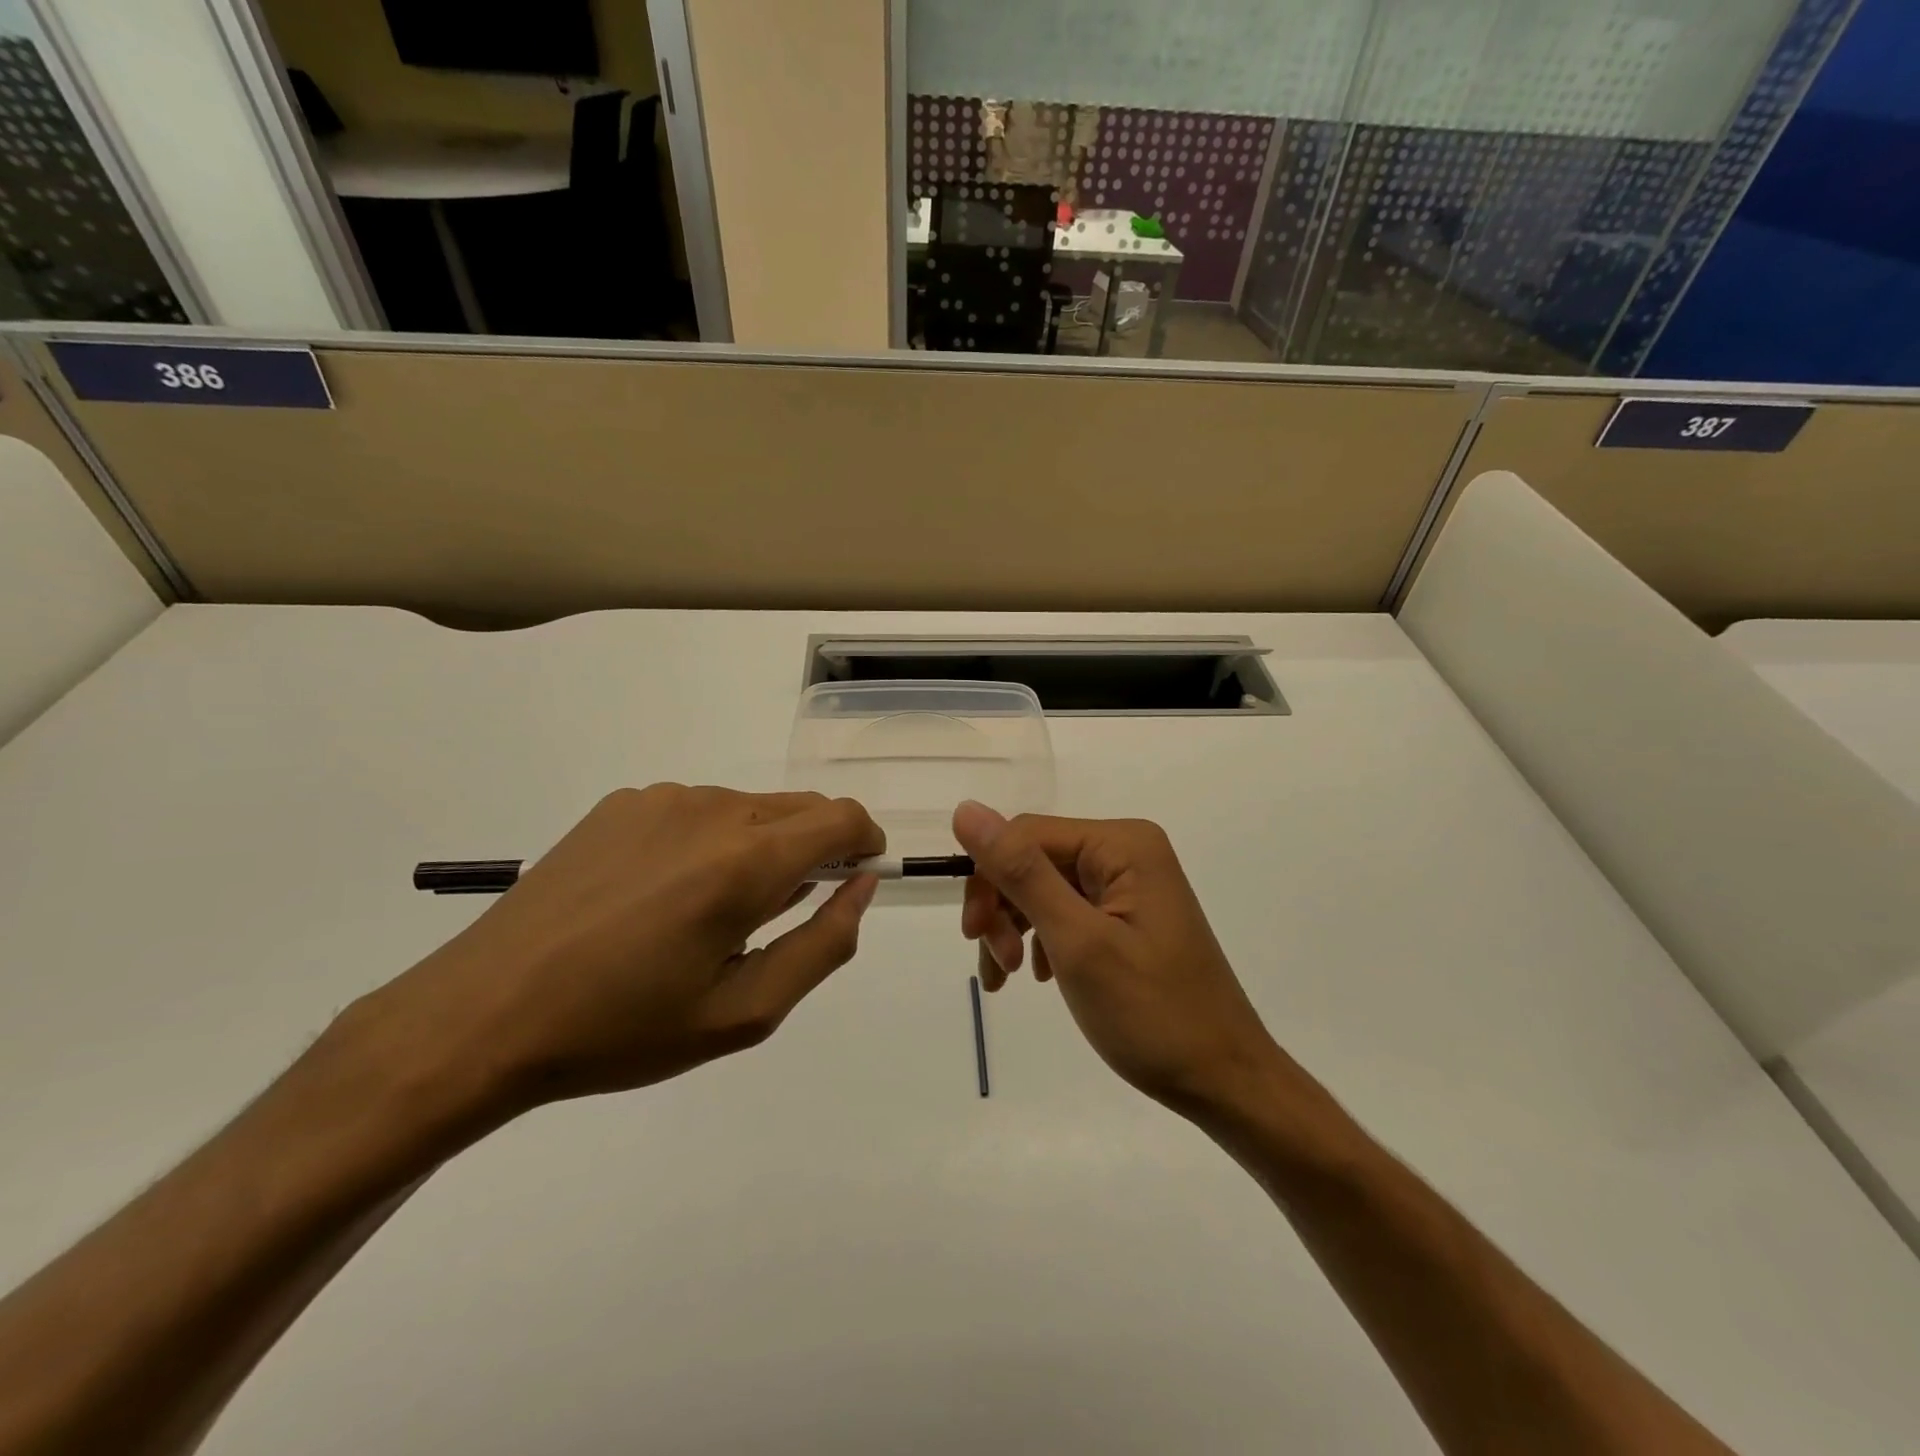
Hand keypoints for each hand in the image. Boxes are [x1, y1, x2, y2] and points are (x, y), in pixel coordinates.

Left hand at [365, 786, 884, 1114]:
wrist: (484, 1014)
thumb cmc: (623, 1028)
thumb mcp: (743, 1014)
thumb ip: (823, 944)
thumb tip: (861, 887)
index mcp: (745, 860)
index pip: (843, 817)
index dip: (864, 842)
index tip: (854, 879)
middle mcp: (711, 809)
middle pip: (802, 807)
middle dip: (816, 849)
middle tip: (777, 915)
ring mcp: (662, 799)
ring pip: (750, 808)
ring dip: (760, 846)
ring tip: (708, 912)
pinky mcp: (622, 803)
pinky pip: (698, 809)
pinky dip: (710, 840)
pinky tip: (661, 894)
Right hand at [953, 801, 1281, 1115]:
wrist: (1225, 1081)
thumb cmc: (1152, 1014)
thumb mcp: (1077, 942)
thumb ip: (1021, 872)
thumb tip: (965, 809)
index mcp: (1121, 844)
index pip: (1026, 834)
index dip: (988, 878)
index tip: (973, 937)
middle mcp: (1127, 852)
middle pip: (1034, 860)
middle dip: (1003, 908)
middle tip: (997, 967)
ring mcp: (1130, 885)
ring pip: (1044, 887)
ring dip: (1015, 927)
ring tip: (1009, 978)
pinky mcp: (1128, 916)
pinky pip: (1067, 911)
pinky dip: (1041, 939)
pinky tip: (1037, 974)